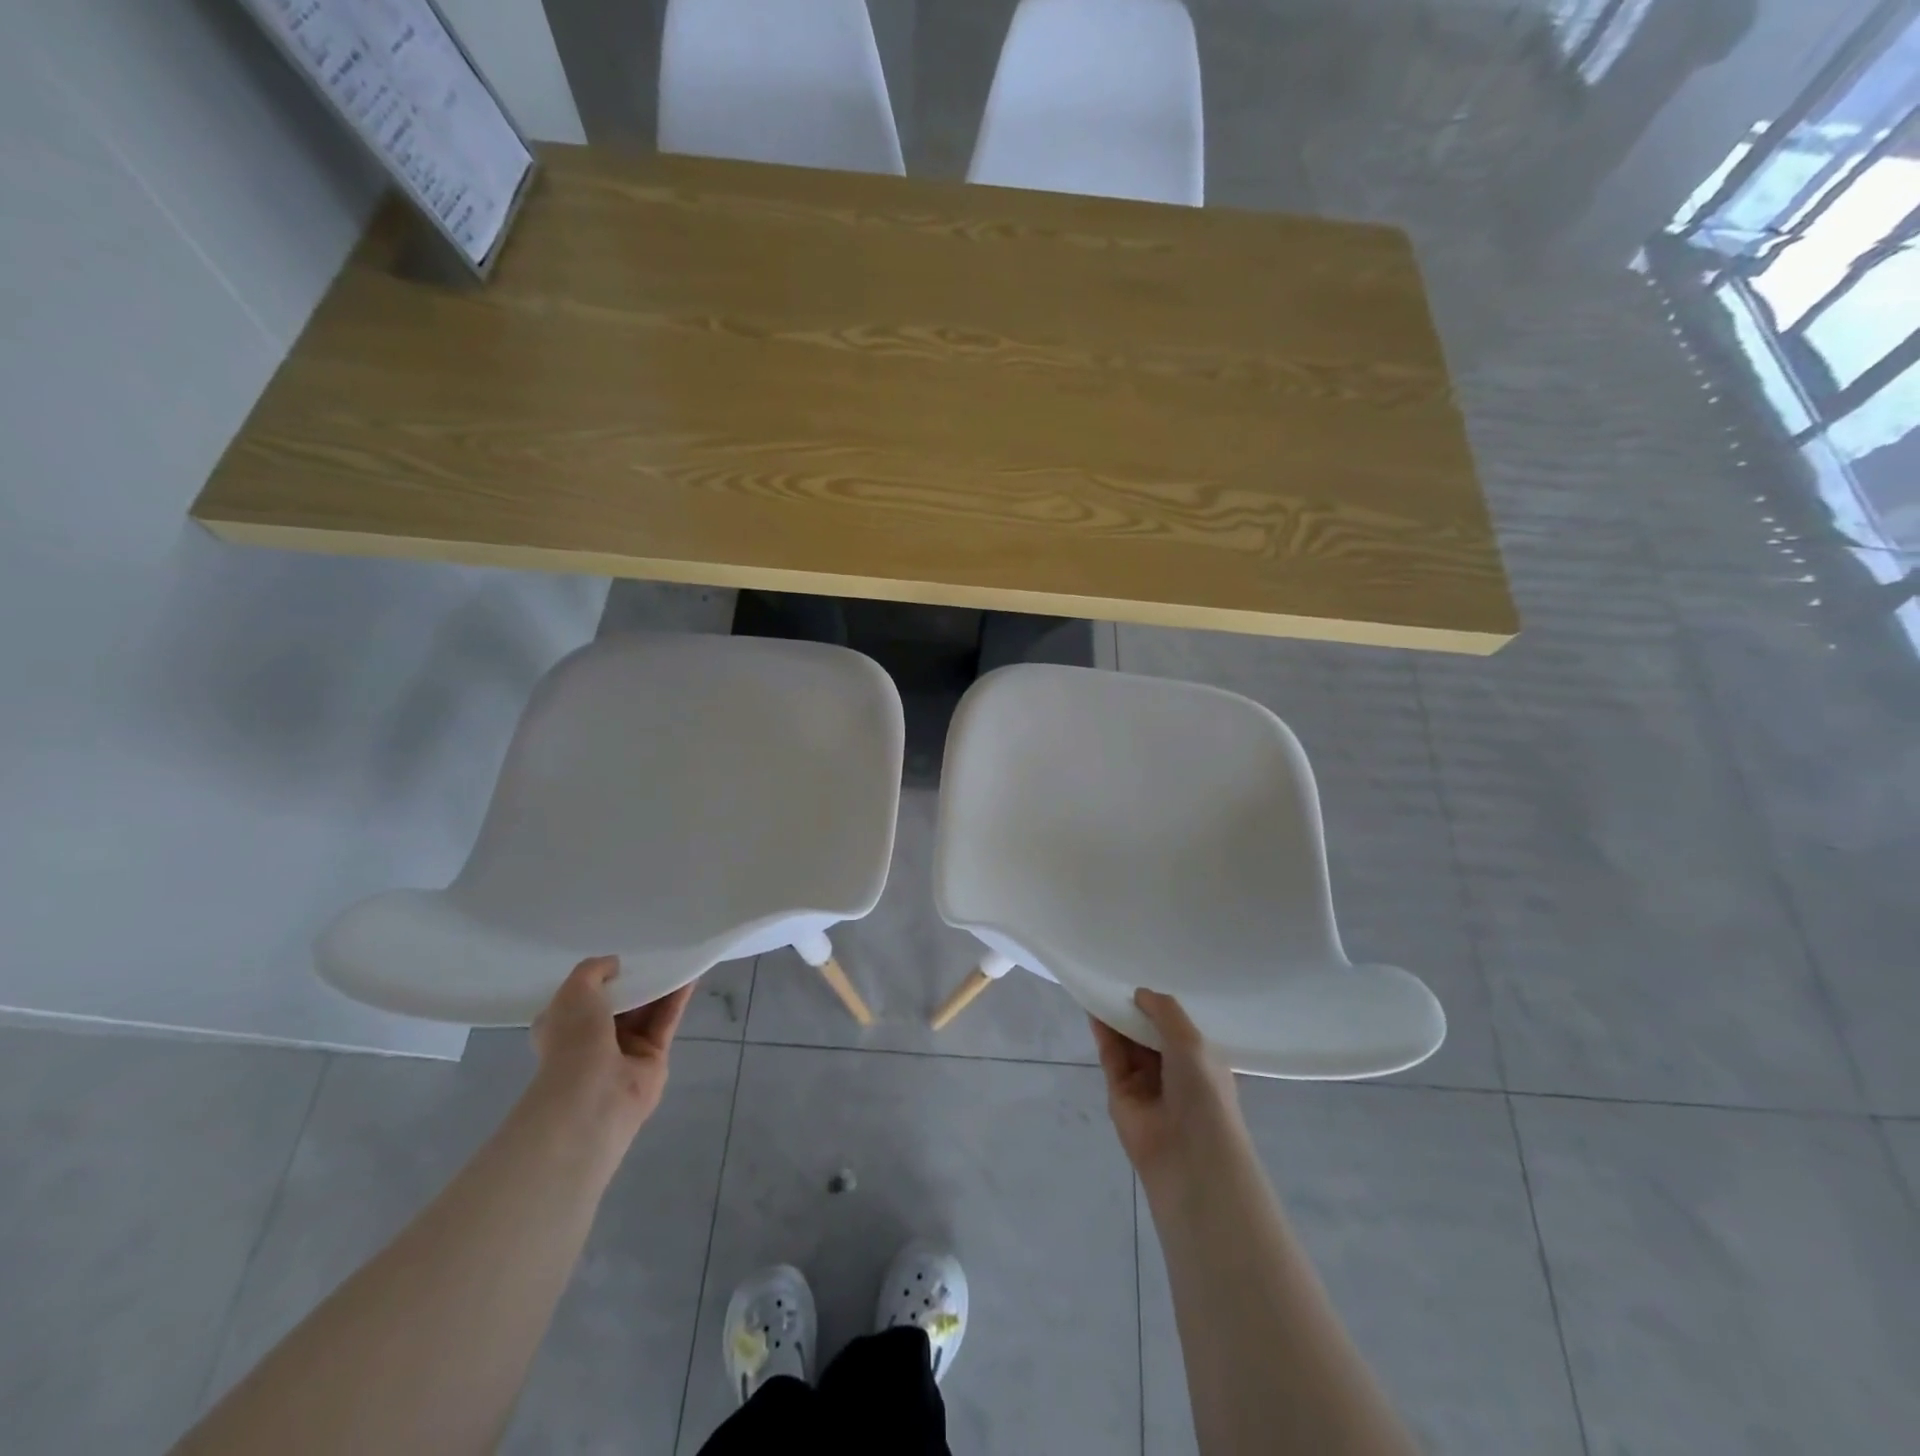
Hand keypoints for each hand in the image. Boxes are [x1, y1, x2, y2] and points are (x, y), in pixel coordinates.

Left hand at [529, 957, 694, 1154]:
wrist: (595, 1094)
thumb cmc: (574, 1039)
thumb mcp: (574, 991)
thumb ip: (593, 970)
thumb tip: (615, 964)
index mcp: (563, 1026)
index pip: (581, 998)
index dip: (599, 977)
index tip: (618, 958)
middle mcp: (591, 1039)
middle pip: (619, 1002)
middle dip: (634, 979)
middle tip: (653, 953)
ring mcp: (624, 1050)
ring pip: (646, 1010)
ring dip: (660, 986)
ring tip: (677, 958)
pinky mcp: (653, 1056)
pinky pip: (666, 1020)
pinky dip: (677, 999)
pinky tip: (690, 976)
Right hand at [1089, 989, 1246, 1180]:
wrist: (1188, 1155)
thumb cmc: (1203, 1092)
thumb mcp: (1192, 1041)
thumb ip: (1164, 1011)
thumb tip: (1140, 993)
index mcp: (1201, 1061)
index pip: (1180, 1028)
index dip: (1164, 1007)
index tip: (1149, 975)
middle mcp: (1174, 1071)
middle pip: (1150, 1033)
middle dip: (1137, 1009)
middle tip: (1120, 975)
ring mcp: (1146, 1083)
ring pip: (1128, 1043)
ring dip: (1117, 1017)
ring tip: (1102, 985)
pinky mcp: (1120, 1093)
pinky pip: (1111, 1056)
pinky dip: (1103, 1033)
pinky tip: (1094, 1008)